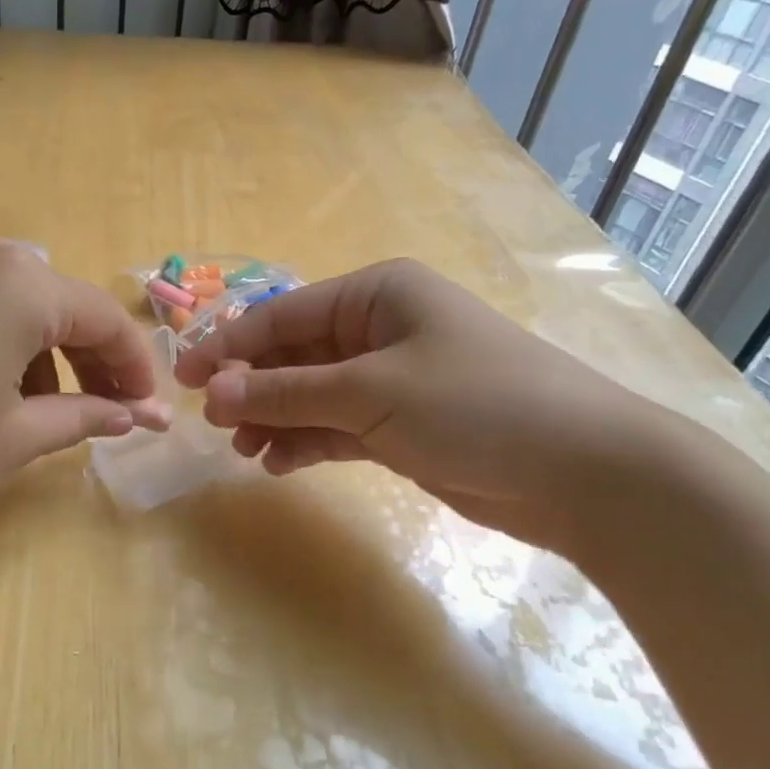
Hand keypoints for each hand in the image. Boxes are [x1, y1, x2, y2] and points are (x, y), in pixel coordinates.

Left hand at [0, 230, 170, 551]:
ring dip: (47, 355)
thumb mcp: (15, 437)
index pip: (103, 318)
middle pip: (61, 306)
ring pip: (19, 306)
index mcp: (21, 283)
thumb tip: (136, 417)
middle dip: (92, 361)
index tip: (149, 412)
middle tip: (111, 414)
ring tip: (49, 413)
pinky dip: (3, 345)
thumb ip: (84, 416)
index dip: (133, 367)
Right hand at [174, 259, 656, 550]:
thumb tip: (210, 392)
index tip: (183, 379)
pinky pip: (335, 427)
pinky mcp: (400, 425)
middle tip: (215, 424)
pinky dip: (306, 442)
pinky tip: (279, 463)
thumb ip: (286, 393)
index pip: (282, 315)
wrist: (586, 474)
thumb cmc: (476, 405)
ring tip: (244, 450)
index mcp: (375, 295)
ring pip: (310, 395)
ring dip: (274, 419)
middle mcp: (378, 329)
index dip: (229, 346)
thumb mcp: (371, 392)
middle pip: (293, 355)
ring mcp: (390, 380)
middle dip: (252, 388)